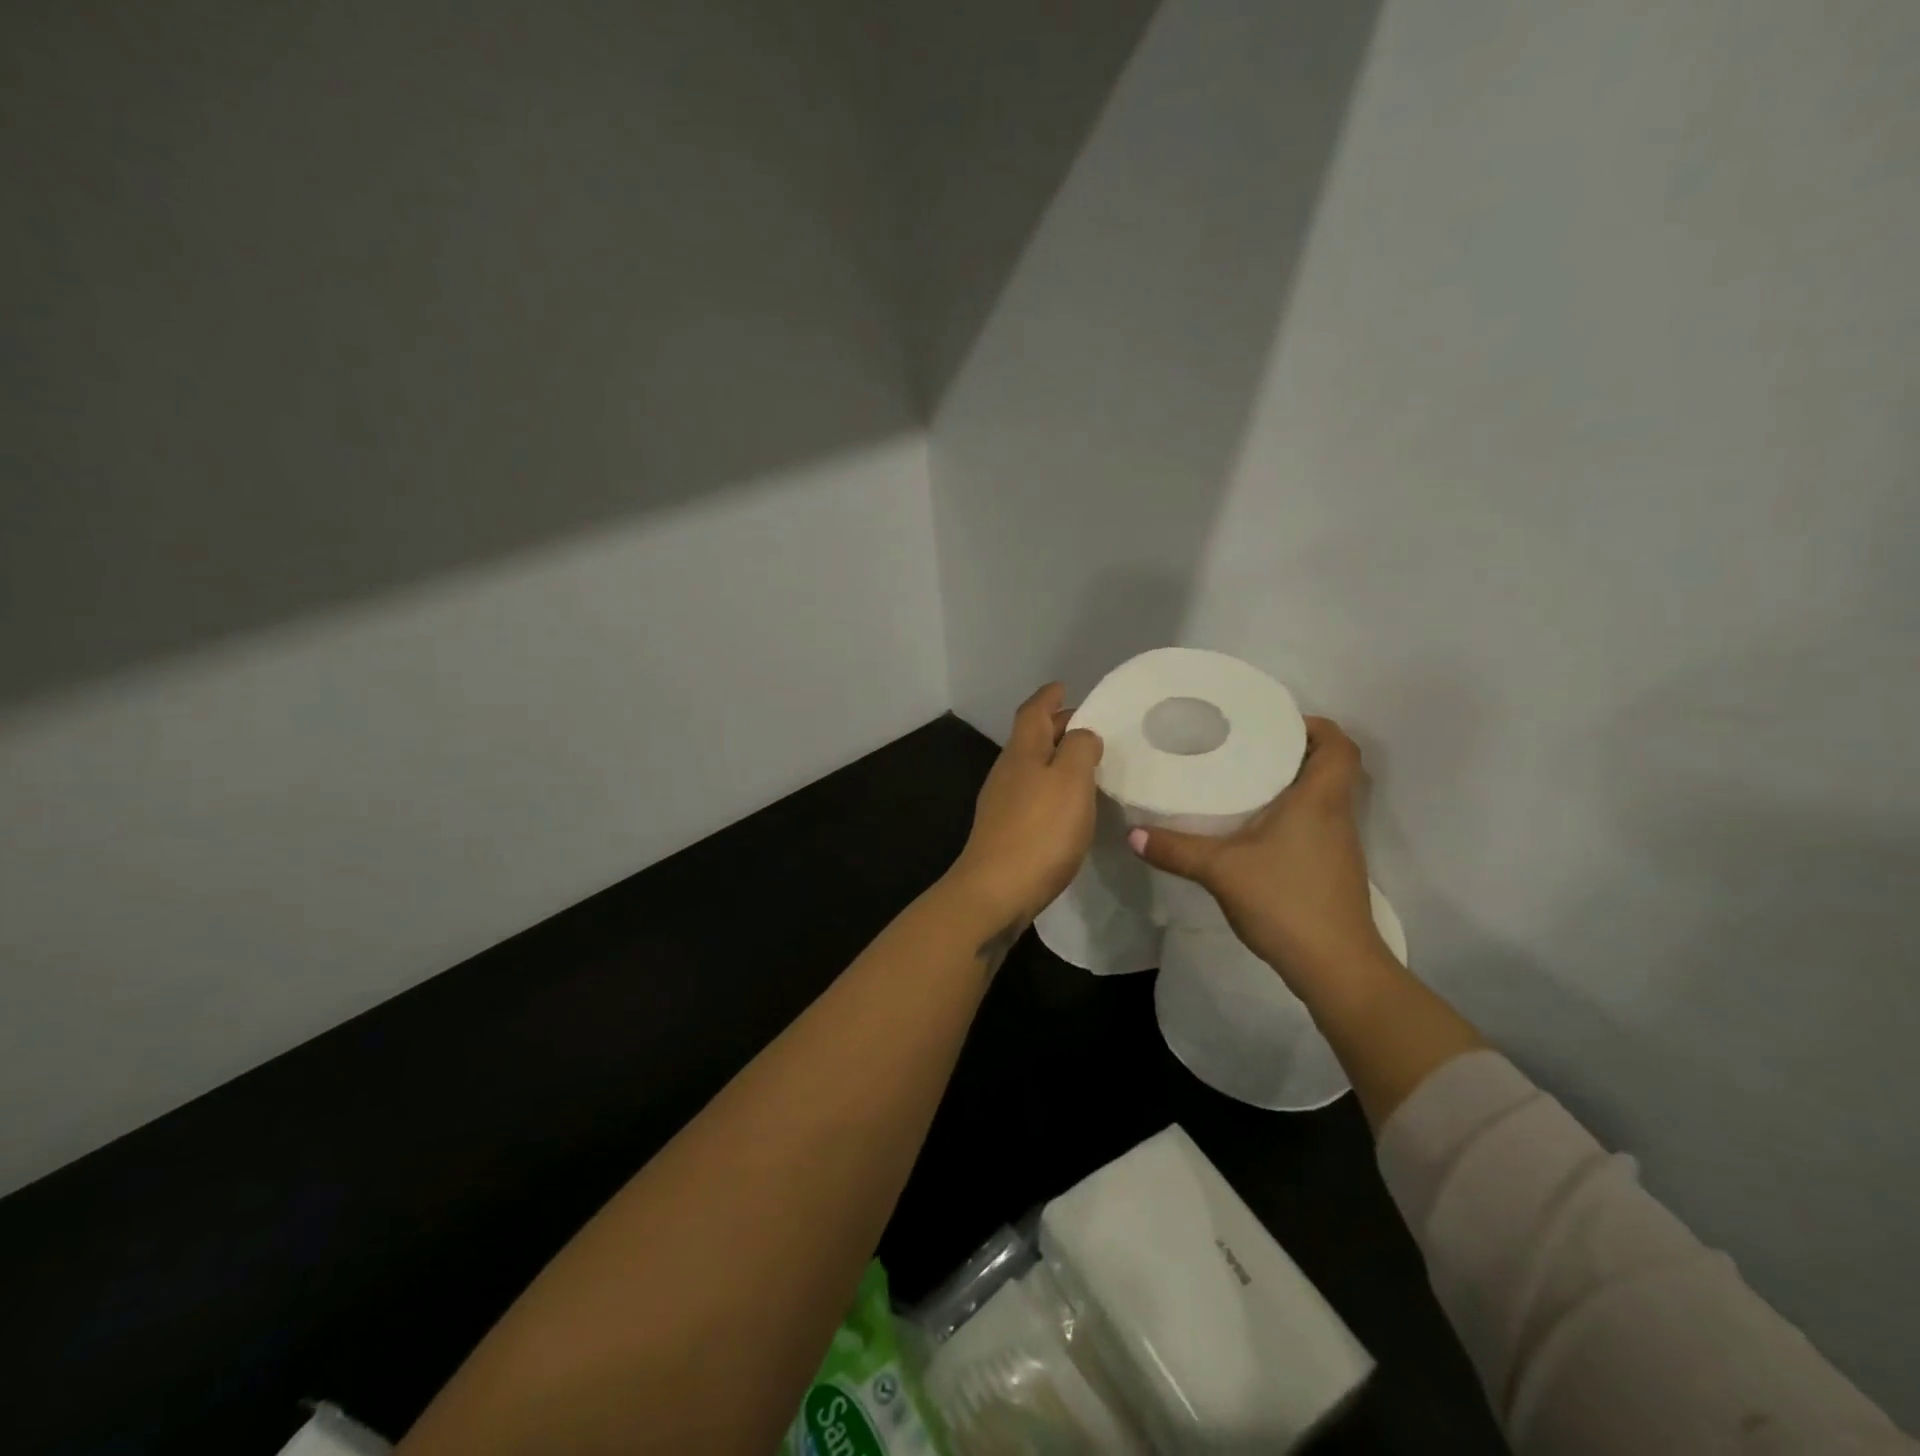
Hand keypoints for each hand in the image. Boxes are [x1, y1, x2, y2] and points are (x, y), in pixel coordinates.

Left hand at [950, 683, 1103, 928]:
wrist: (996, 891)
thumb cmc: (1039, 830)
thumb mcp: (1070, 780)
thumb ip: (1079, 749)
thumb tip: (1081, 734)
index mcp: (1022, 751)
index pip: (1033, 711)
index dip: (1048, 696)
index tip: (1064, 686)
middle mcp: (1007, 771)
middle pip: (1031, 737)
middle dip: (1056, 725)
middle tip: (1088, 724)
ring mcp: (1001, 802)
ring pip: (1031, 766)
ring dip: (1055, 757)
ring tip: (1085, 763)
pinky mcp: (1004, 830)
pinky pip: (1031, 793)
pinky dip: (1050, 786)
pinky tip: (1067, 803)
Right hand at [1128, 717, 1387, 988]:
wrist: (1335, 966)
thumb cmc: (1286, 900)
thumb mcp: (1221, 870)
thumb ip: (1175, 849)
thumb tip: (1132, 833)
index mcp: (1319, 799)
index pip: (1339, 745)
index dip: (1316, 726)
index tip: (1277, 723)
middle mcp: (1336, 815)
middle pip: (1330, 767)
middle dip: (1294, 751)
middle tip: (1248, 747)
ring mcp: (1338, 845)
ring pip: (1322, 797)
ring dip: (1292, 784)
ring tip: (1243, 780)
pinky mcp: (1331, 869)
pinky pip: (1315, 824)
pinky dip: (1290, 815)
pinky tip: (1252, 829)